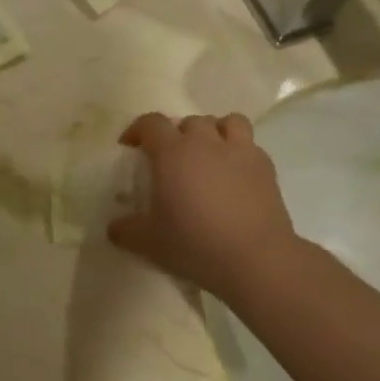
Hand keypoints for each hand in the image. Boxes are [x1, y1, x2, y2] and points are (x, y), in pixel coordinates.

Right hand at [107, 113, 300, 302]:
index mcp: (172, 153)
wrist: (255, 259)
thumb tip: (113, 228)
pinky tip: (235, 176)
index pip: (151, 123)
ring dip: (214, 132)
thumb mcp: (149, 243)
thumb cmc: (195, 244)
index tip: (130, 146)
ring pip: (227, 122)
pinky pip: (250, 145)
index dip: (138, 130)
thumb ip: (126, 230)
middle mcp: (206, 142)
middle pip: (189, 121)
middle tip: (172, 158)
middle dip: (177, 134)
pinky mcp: (266, 167)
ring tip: (209, 155)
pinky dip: (239, 152)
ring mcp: (240, 151)